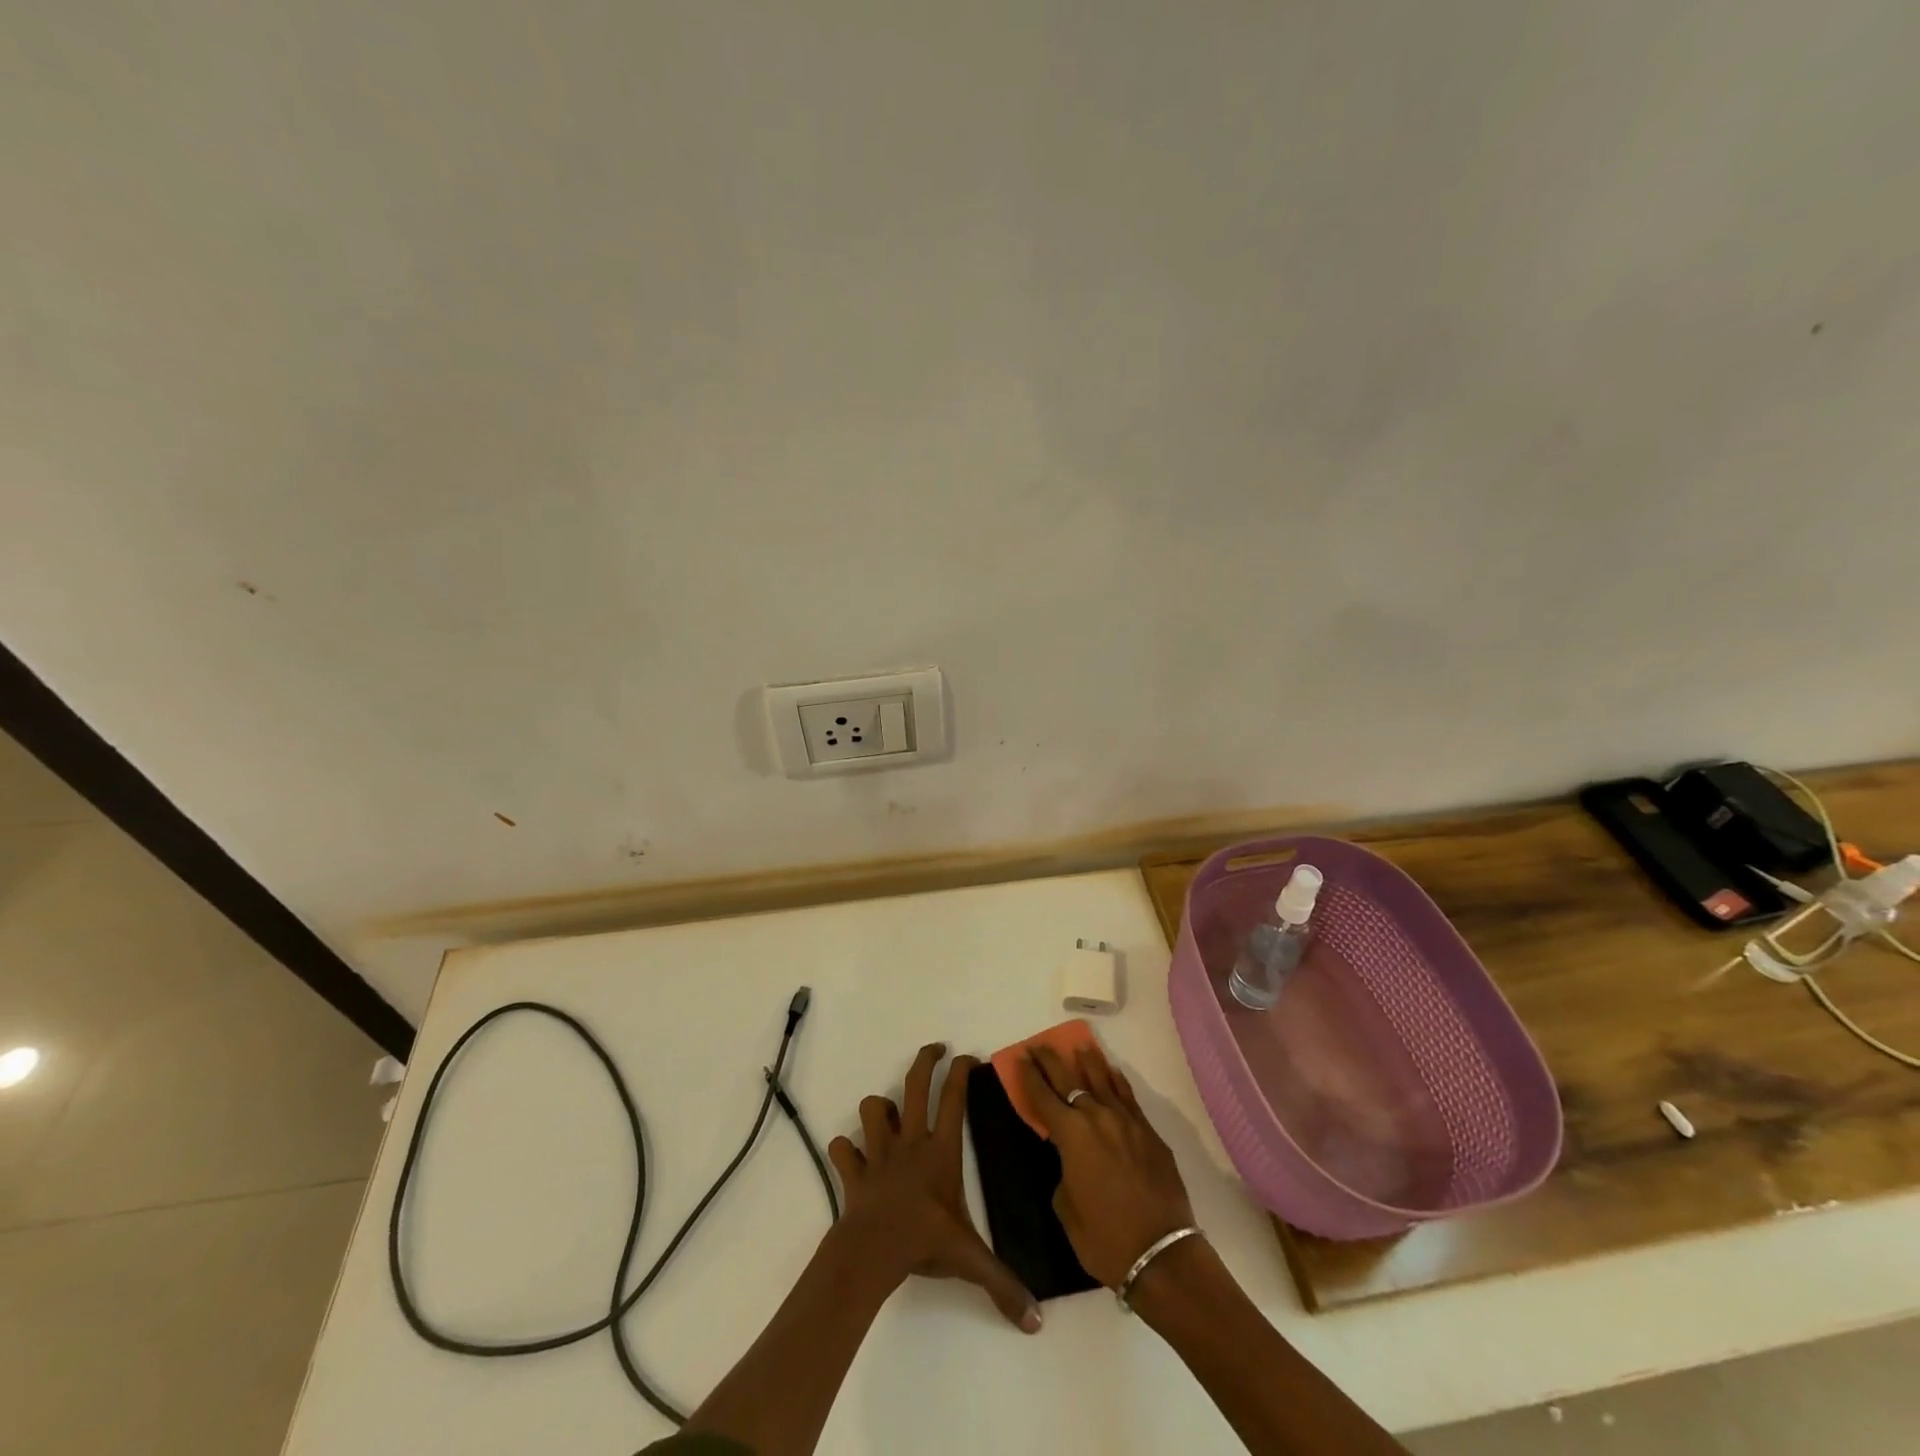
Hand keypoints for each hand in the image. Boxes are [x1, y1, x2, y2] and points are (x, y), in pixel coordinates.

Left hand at [827, 1043, 1040, 1332]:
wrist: (873, 1251)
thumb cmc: (924, 1242)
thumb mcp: (970, 1259)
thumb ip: (1003, 1284)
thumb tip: (1036, 1321)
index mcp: (940, 1151)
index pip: (953, 1099)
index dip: (960, 1072)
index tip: (968, 1056)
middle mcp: (910, 1141)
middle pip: (914, 1086)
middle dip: (924, 1061)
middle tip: (935, 1048)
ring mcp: (878, 1153)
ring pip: (872, 1109)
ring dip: (878, 1109)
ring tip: (888, 1114)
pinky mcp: (854, 1171)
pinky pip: (842, 1150)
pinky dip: (844, 1150)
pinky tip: (851, 1156)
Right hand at [1015, 1042, 1196, 1287]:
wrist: (1162, 1254)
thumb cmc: (1106, 1239)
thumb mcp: (1067, 1210)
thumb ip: (1063, 1173)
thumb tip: (1071, 1160)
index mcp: (1071, 1136)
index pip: (1042, 1097)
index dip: (1028, 1077)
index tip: (1019, 1058)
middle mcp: (1097, 1117)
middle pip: (1069, 1079)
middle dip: (1051, 1061)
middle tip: (1038, 1046)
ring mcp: (1126, 1121)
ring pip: (1102, 1080)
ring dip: (1087, 1062)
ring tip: (1078, 1045)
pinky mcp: (1149, 1132)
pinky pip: (1128, 1097)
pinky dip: (1117, 1081)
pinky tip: (1112, 1072)